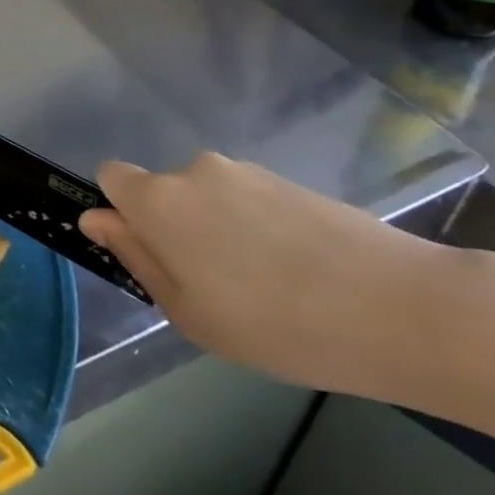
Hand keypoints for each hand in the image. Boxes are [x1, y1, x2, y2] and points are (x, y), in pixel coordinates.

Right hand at [79, 153, 441, 397]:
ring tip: (265, 287)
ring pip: (208, 198)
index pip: (111, 177)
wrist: (399, 308)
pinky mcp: (289, 180)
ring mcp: (246, 171)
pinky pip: (249, 201)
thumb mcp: (188, 312)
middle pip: (163, 190)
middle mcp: (195, 170)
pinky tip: (298, 274)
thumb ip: (136, 258)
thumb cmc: (274, 323)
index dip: (121, 212)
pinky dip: (257, 229)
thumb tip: (96, 219)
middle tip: (212, 288)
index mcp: (159, 199)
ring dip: (218, 231)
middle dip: (174, 228)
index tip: (150, 254)